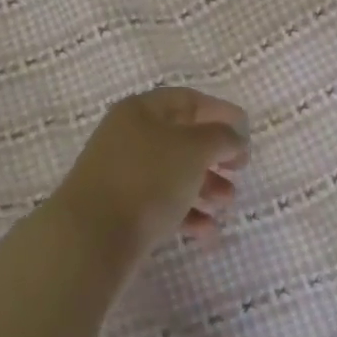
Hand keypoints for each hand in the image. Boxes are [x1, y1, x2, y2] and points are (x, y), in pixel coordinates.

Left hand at [50, 87, 249, 269]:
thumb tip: (233, 135)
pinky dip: (187, 212)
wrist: (91, 237)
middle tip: (240, 169)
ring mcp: (122, 173)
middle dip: (215, 153)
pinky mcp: (120, 209)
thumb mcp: (193, 149)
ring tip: (227, 203)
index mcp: (142, 110)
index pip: (187, 100)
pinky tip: (207, 231)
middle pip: (181, 137)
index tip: (246, 131)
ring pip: (173, 172)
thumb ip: (220, 136)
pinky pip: (161, 203)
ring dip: (206, 185)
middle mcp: (129, 135)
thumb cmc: (146, 179)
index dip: (220, 111)